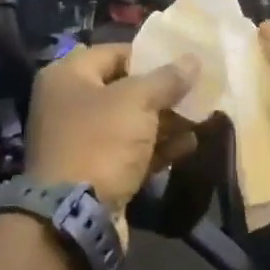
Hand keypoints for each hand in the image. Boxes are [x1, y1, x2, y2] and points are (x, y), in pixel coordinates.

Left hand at [24, 44, 198, 215]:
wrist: (74, 217)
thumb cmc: (100, 142)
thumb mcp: (137, 102)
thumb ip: (167, 79)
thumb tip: (193, 59)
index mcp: (67, 76)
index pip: (114, 52)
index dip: (150, 55)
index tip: (184, 61)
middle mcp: (70, 104)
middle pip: (124, 89)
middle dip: (163, 92)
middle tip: (199, 91)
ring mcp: (82, 141)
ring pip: (131, 123)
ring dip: (165, 121)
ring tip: (202, 117)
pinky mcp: (97, 171)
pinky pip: (132, 151)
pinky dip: (158, 147)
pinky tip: (190, 145)